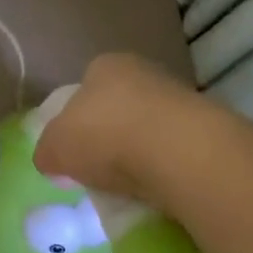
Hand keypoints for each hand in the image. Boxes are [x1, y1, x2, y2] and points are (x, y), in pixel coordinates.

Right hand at [33, 53, 193, 204]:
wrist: (178, 151)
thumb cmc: (106, 136)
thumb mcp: (55, 148)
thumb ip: (47, 152)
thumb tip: (51, 160)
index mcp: (104, 65)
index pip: (84, 88)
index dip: (75, 119)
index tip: (73, 150)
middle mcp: (142, 72)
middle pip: (117, 107)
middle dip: (109, 136)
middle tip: (99, 170)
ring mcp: (178, 97)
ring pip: (148, 128)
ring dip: (139, 153)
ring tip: (128, 185)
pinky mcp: (205, 128)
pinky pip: (173, 150)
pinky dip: (163, 167)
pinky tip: (157, 186)